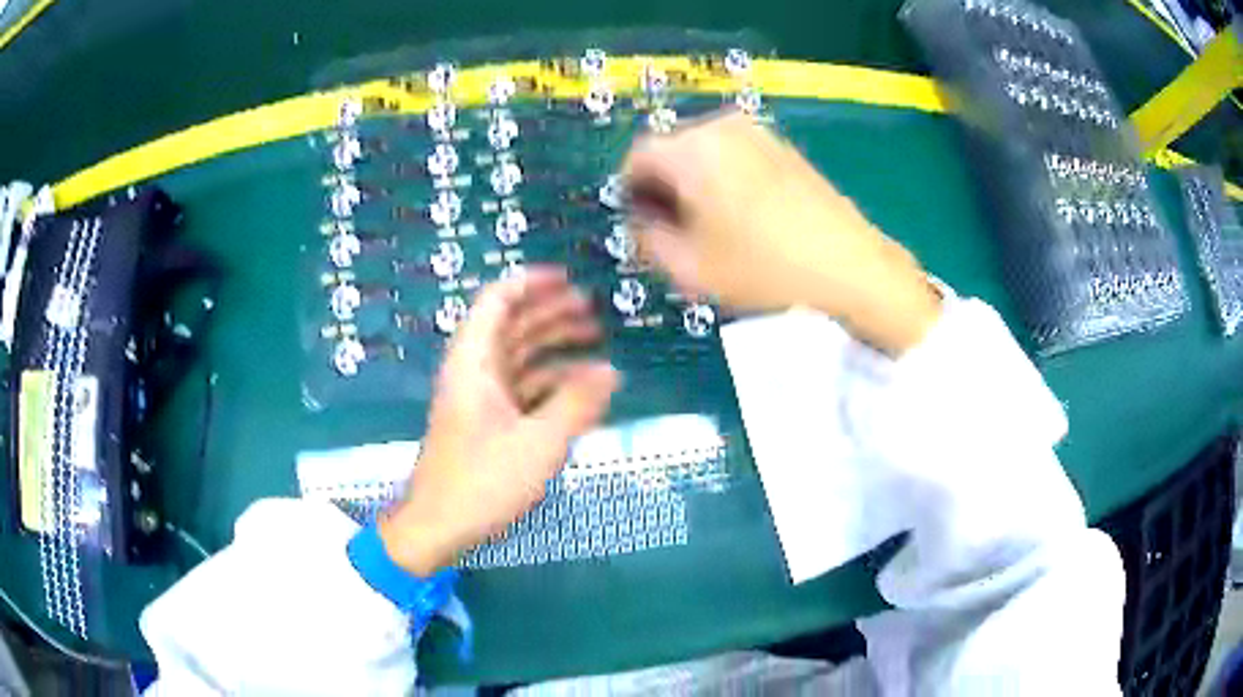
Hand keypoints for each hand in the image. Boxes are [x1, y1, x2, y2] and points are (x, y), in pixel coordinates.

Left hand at [380, 268, 619, 575]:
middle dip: (551, 313)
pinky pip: (521, 388)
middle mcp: (474, 371)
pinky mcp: (488, 423)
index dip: (530, 283)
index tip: (567, 279)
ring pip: (518, 356)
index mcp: (474, 362)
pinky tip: (580, 389)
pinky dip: (549, 382)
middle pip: (511, 325)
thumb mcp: (539, 442)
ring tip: (595, 343)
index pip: (497, 301)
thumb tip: (612, 372)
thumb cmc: (483, 481)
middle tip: (593, 311)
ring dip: (553, 346)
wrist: (439, 526)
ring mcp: (480, 398)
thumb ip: (577, 403)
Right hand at [623, 111, 940, 354]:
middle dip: (663, 187)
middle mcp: (722, 127)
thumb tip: (639, 223)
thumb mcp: (688, 268)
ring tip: (710, 227)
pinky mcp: (784, 147)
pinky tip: (743, 217)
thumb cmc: (763, 269)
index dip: (630, 192)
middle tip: (673, 230)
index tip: (639, 224)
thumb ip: (645, 240)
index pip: (636, 157)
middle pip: (671, 150)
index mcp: (692, 148)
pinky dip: (725, 178)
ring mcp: (758, 133)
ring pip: (704, 153)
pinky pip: (735, 155)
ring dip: (694, 183)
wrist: (849, 267)